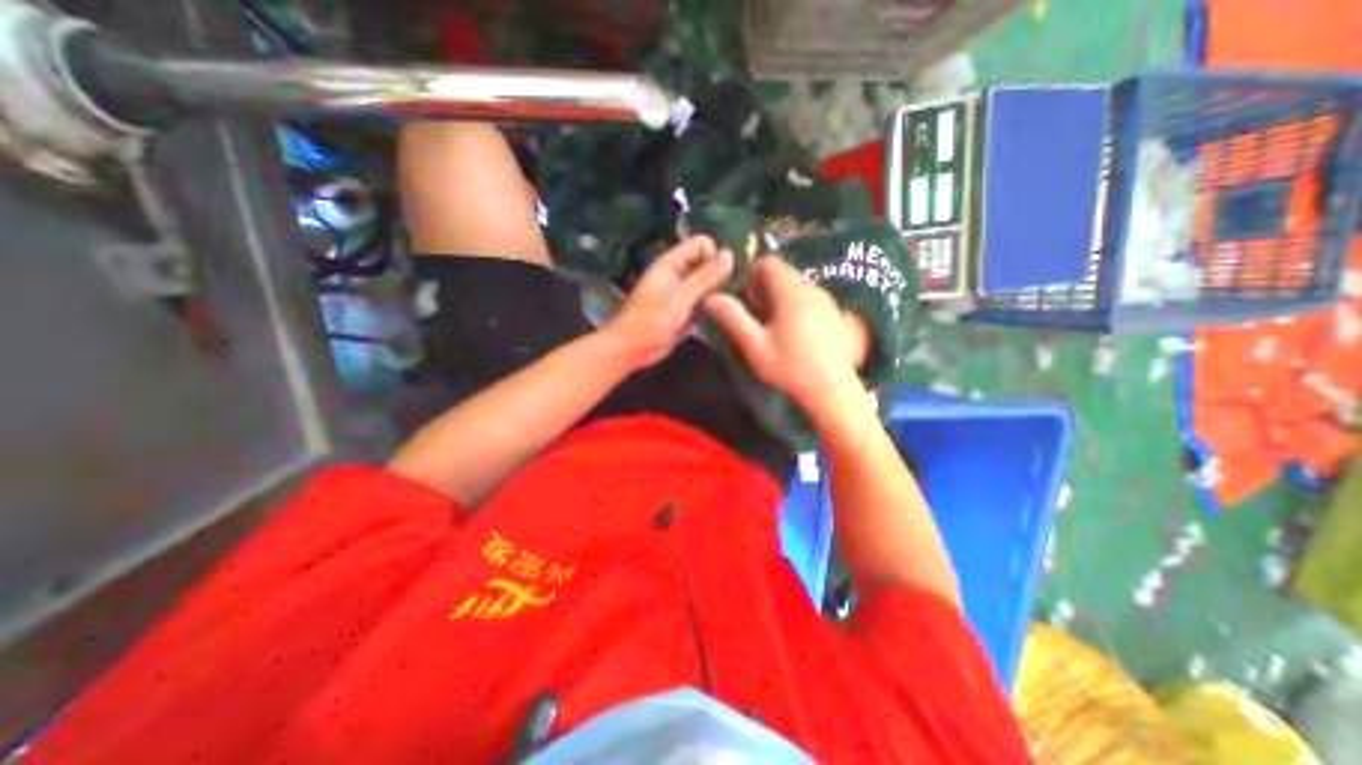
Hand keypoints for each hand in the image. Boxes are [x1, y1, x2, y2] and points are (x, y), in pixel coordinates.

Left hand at [602, 238, 733, 371]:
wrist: (631, 350)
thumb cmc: (651, 321)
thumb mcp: (680, 297)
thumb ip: (705, 277)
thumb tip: (729, 254)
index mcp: (671, 264)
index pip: (701, 244)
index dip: (715, 255)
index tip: (726, 275)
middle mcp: (677, 275)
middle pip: (706, 265)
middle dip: (720, 274)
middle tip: (734, 292)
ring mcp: (681, 295)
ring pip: (707, 286)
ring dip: (718, 292)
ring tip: (732, 306)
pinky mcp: (685, 314)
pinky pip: (704, 304)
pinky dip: (713, 308)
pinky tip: (726, 316)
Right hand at [703, 257, 870, 425]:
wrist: (832, 389)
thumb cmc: (790, 368)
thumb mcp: (755, 347)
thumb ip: (733, 319)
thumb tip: (711, 297)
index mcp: (791, 293)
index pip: (768, 263)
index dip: (751, 277)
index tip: (746, 302)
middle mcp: (811, 289)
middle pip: (782, 273)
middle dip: (764, 289)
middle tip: (756, 318)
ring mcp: (826, 300)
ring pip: (795, 286)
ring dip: (779, 299)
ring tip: (773, 329)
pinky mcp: (833, 313)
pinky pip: (808, 298)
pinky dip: (794, 307)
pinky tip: (793, 334)